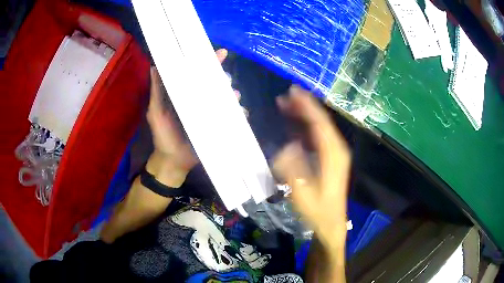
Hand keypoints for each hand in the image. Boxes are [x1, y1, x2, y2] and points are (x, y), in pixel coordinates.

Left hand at [146, 49, 230, 172]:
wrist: (173, 161)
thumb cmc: (163, 136)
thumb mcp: (156, 111)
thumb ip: (156, 91)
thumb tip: (154, 66)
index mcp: (187, 94)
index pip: (199, 74)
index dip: (210, 62)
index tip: (221, 53)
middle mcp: (201, 100)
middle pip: (217, 84)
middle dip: (224, 79)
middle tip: (225, 80)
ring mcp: (211, 114)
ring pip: (227, 98)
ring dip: (233, 95)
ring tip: (233, 96)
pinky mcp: (219, 126)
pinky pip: (233, 117)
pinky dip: (239, 112)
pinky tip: (240, 112)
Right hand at [273, 86, 350, 250]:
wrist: (330, 223)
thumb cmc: (318, 211)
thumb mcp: (303, 194)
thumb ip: (294, 170)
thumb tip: (286, 147)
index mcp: (333, 155)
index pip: (320, 124)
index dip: (307, 106)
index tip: (293, 92)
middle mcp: (337, 149)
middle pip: (321, 121)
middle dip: (304, 106)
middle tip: (285, 95)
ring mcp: (335, 153)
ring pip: (320, 127)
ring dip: (304, 115)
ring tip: (286, 105)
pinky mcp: (330, 158)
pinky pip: (318, 137)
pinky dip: (306, 127)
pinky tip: (294, 125)